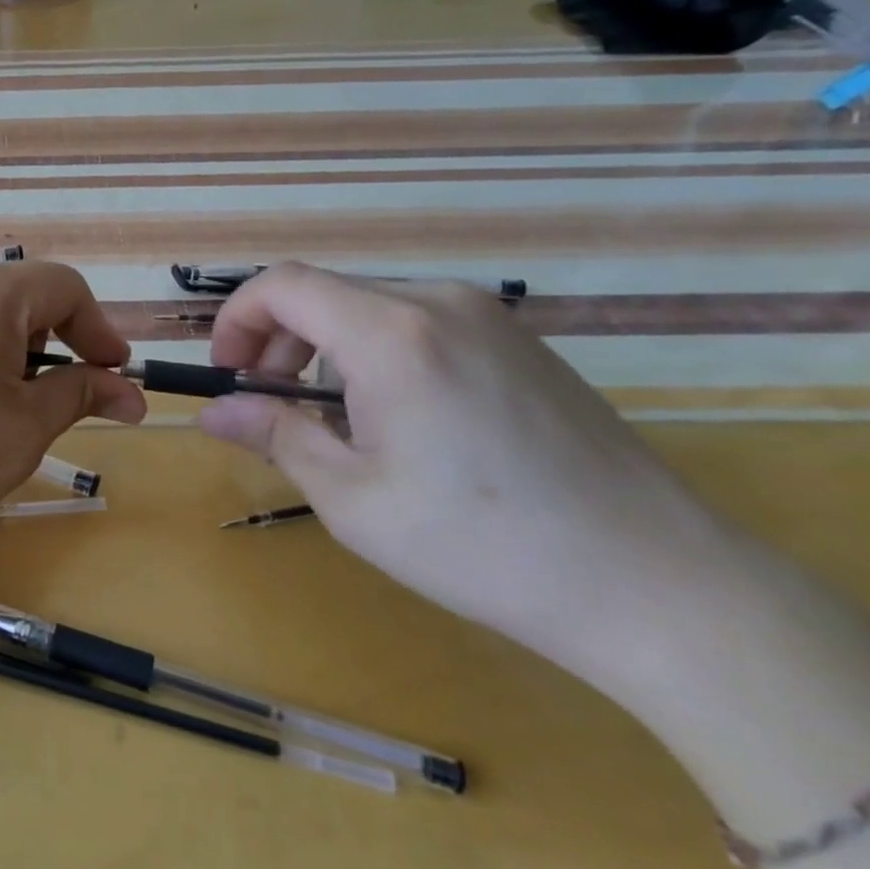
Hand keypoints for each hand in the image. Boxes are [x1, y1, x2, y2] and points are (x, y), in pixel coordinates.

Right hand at [197, 264, 744, 676]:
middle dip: (277, 339)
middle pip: (324, 292)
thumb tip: (212, 412)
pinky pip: (419, 323)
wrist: (657, 584)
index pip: (281, 284)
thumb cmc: (483, 545)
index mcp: (392, 334)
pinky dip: (376, 351)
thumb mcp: (353, 499)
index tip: (228, 374)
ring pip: (369, 306)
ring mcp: (488, 317)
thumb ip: (275, 436)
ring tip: (333, 418)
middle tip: (271, 403)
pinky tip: (398, 417)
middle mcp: (438, 303)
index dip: (236, 319)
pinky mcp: (519, 341)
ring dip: (326, 347)